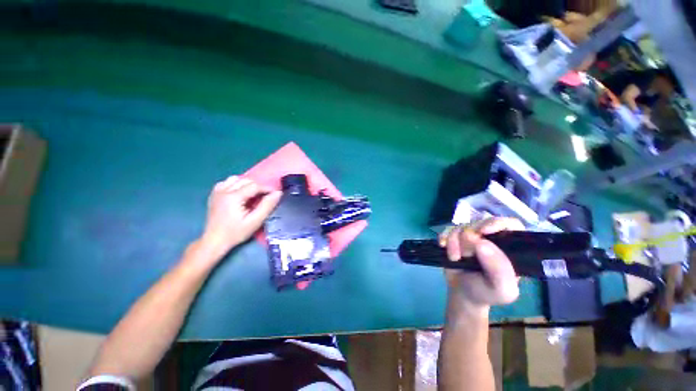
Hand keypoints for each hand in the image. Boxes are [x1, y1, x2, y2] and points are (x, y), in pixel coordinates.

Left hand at [199, 176, 281, 257]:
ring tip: (252, 196)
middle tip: (264, 198)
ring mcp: (217, 191)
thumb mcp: (255, 221)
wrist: (214, 241)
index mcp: (233, 197)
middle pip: (246, 181)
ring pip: (236, 179)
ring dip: (247, 185)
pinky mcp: (214, 194)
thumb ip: (267, 206)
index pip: (255, 185)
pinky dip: (236, 185)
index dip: (267, 189)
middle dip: (258, 187)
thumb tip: (278, 193)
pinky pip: (227, 182)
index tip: (275, 195)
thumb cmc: (236, 233)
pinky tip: (239, 195)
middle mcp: (224, 190)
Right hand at [439, 218, 523, 310]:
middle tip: (465, 256)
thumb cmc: (486, 293)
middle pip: (480, 223)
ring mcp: (472, 236)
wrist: (463, 294)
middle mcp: (492, 238)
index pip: (511, 224)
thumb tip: (481, 243)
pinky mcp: (456, 237)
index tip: (482, 232)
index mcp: (510, 247)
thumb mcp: (501, 290)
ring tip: (454, 258)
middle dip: (469, 239)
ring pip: (461, 226)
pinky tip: (442, 246)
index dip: (497, 223)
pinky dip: (443, 237)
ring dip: (454, 242)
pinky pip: (447, 229)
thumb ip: (499, 269)